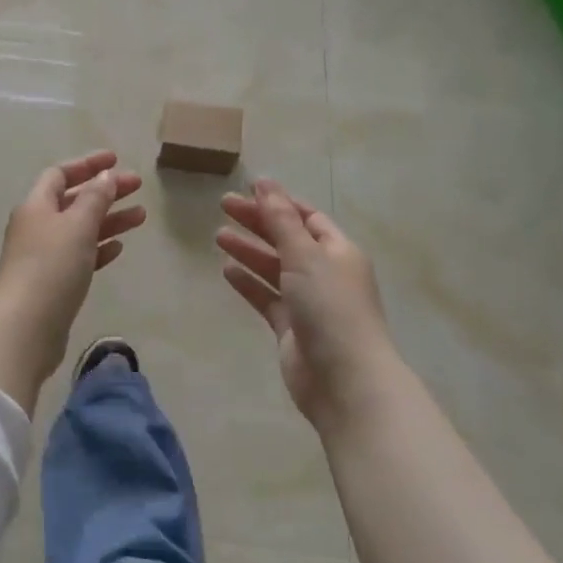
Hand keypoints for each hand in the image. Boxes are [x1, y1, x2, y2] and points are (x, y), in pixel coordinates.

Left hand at [0, 151, 146, 409]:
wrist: (26, 327)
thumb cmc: (51, 267)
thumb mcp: (78, 225)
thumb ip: (95, 198)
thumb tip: (105, 175)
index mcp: (36, 205)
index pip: (60, 173)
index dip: (87, 164)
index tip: (115, 160)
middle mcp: (36, 226)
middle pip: (73, 200)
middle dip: (105, 192)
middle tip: (138, 187)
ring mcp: (43, 256)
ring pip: (80, 229)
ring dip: (108, 220)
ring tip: (141, 217)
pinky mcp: (52, 283)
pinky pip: (78, 256)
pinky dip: (98, 248)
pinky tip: (118, 248)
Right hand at [217, 180, 394, 428]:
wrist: (344, 380)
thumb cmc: (330, 307)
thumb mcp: (305, 255)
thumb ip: (281, 220)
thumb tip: (265, 182)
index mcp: (338, 251)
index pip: (308, 217)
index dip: (280, 202)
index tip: (248, 189)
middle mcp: (325, 273)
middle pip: (288, 239)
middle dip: (258, 222)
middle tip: (223, 206)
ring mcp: (308, 302)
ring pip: (274, 268)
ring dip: (250, 251)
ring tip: (218, 236)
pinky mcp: (291, 328)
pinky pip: (267, 297)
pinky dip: (249, 283)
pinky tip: (226, 270)